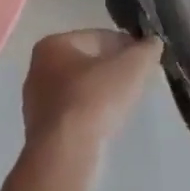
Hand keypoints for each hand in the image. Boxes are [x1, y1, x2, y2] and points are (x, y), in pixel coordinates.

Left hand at [21, 30, 161, 161]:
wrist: (66, 153)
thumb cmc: (95, 99)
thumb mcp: (131, 67)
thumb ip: (146, 50)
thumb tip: (153, 42)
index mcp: (53, 44)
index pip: (99, 37)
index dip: (126, 46)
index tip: (145, 60)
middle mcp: (38, 69)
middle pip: (87, 63)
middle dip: (113, 70)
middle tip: (137, 81)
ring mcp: (36, 102)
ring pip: (80, 89)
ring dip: (102, 93)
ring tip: (125, 104)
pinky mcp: (41, 131)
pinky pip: (74, 113)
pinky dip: (91, 114)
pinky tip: (107, 124)